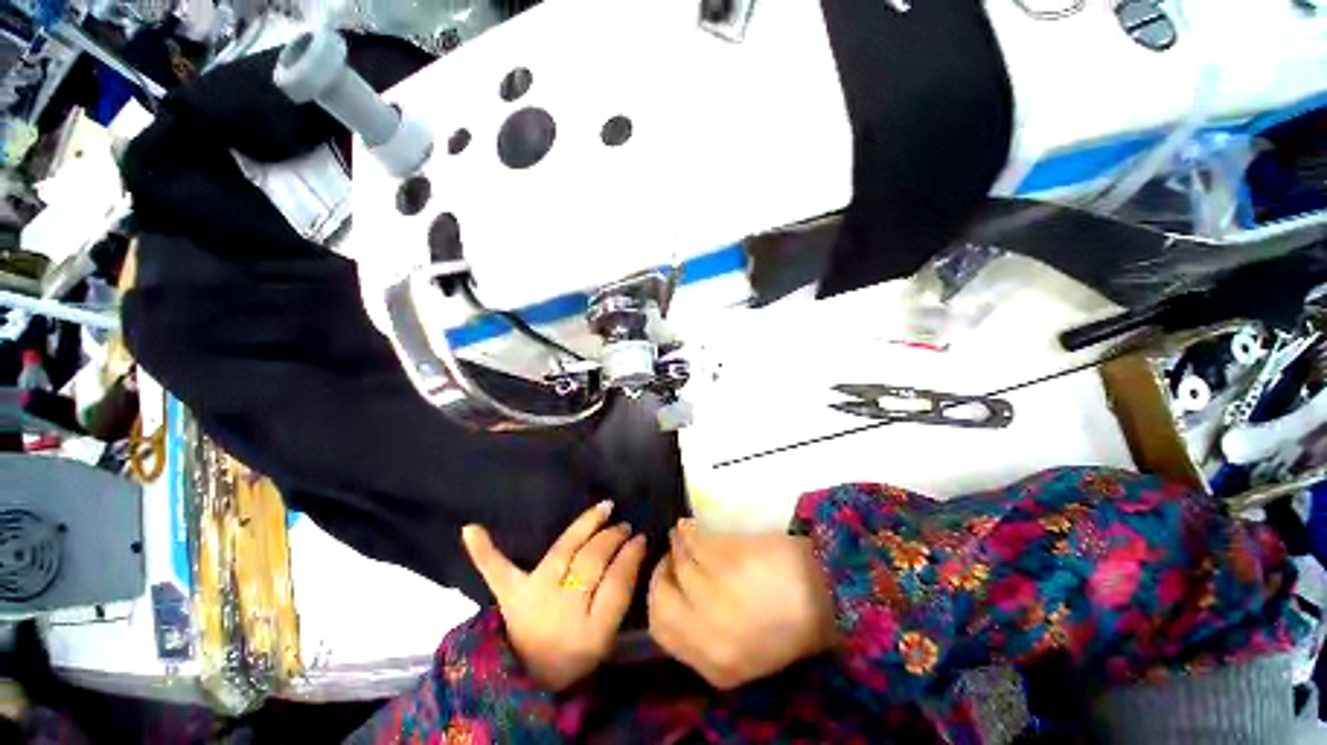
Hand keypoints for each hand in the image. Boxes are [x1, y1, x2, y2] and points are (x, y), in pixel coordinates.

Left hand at [462, 501, 645, 690]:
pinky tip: (470, 529)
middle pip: (591, 562)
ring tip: (604, 509)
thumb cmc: (576, 654)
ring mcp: (532, 596)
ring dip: (585, 526)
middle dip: (612, 539)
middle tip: (625, 526)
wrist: (532, 676)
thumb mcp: (606, 636)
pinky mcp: (509, 594)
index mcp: (590, 631)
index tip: (641, 538)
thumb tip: (634, 549)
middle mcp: (560, 609)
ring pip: (562, 551)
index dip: (630, 557)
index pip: (616, 584)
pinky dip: (483, 551)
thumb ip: (620, 593)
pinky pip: (496, 570)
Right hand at [648, 521, 835, 688]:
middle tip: (669, 557)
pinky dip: (687, 530)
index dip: (659, 601)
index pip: (663, 632)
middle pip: (660, 599)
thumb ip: (707, 634)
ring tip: (683, 535)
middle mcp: (709, 635)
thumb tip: (678, 592)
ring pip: (678, 563)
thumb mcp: (745, 648)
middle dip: (661, 574)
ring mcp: (715, 596)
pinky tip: (690, 525)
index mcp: (716, 666)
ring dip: (676, 545)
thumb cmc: (792, 621)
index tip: (666, 581)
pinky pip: (692, 540)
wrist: (831, 593)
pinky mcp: (726, 560)